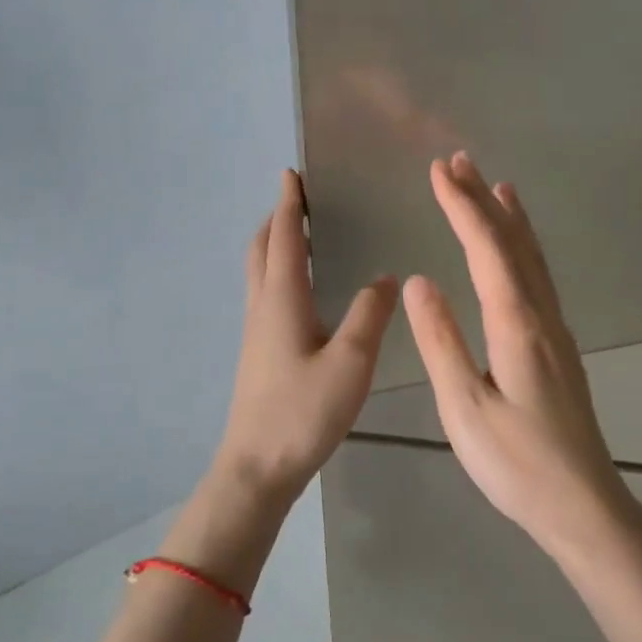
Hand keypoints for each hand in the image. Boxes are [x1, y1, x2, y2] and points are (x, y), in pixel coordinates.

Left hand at [215, 169, 397, 504]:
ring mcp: (256, 333)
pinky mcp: (258, 354)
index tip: (293, 174)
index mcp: (282, 300)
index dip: (288, 204)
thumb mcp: (351, 361)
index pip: (282, 238)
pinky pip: (265, 296)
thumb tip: (386, 278)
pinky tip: (302, 293)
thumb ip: (370, 314)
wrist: (258, 467)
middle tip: (299, 201)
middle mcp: (262, 308)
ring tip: (300, 237)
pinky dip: (278, 274)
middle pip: (260, 250)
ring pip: (259, 274)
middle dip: (276, 220)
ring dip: (274, 246)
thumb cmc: (304, 412)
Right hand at [403, 153, 641, 555]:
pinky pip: (540, 280)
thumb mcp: (464, 406)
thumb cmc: (516, 463)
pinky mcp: (559, 348)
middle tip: (459, 161)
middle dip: (484, 200)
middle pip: (513, 244)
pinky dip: (525, 250)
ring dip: (510, 219)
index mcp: (517, 325)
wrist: (581, 503)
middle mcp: (542, 316)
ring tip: (495, 186)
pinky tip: (519, 254)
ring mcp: (556, 331)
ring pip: (533, 260)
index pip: (487, 250)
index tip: (438, 171)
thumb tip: (418, 280)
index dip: (462, 207)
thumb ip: (440, 341)